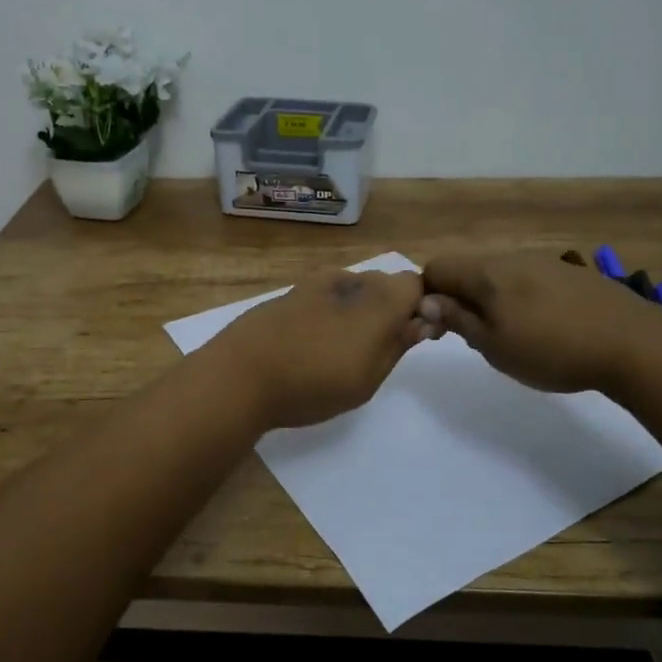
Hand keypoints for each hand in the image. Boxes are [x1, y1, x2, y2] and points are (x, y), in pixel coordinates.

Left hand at [210, 268, 431, 429]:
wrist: (238, 376)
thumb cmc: (313, 382)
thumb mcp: (369, 376)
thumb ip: (399, 344)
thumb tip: (423, 321)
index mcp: (377, 297)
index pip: (416, 284)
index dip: (421, 309)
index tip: (411, 339)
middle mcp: (349, 279)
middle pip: (385, 284)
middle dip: (390, 311)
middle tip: (376, 353)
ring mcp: (314, 283)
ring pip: (353, 290)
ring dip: (357, 313)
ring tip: (339, 353)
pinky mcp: (288, 293)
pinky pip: (324, 297)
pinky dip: (329, 315)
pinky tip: (310, 346)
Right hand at [419, 252, 649, 393]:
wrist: (632, 343)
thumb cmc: (551, 350)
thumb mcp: (494, 346)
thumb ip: (458, 319)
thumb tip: (427, 301)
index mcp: (486, 272)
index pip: (437, 267)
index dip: (429, 296)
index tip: (442, 328)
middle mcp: (512, 257)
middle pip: (469, 269)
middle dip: (461, 298)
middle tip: (476, 337)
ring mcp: (544, 261)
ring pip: (500, 274)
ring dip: (492, 299)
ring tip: (513, 335)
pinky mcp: (571, 273)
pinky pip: (529, 279)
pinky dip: (522, 298)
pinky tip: (545, 327)